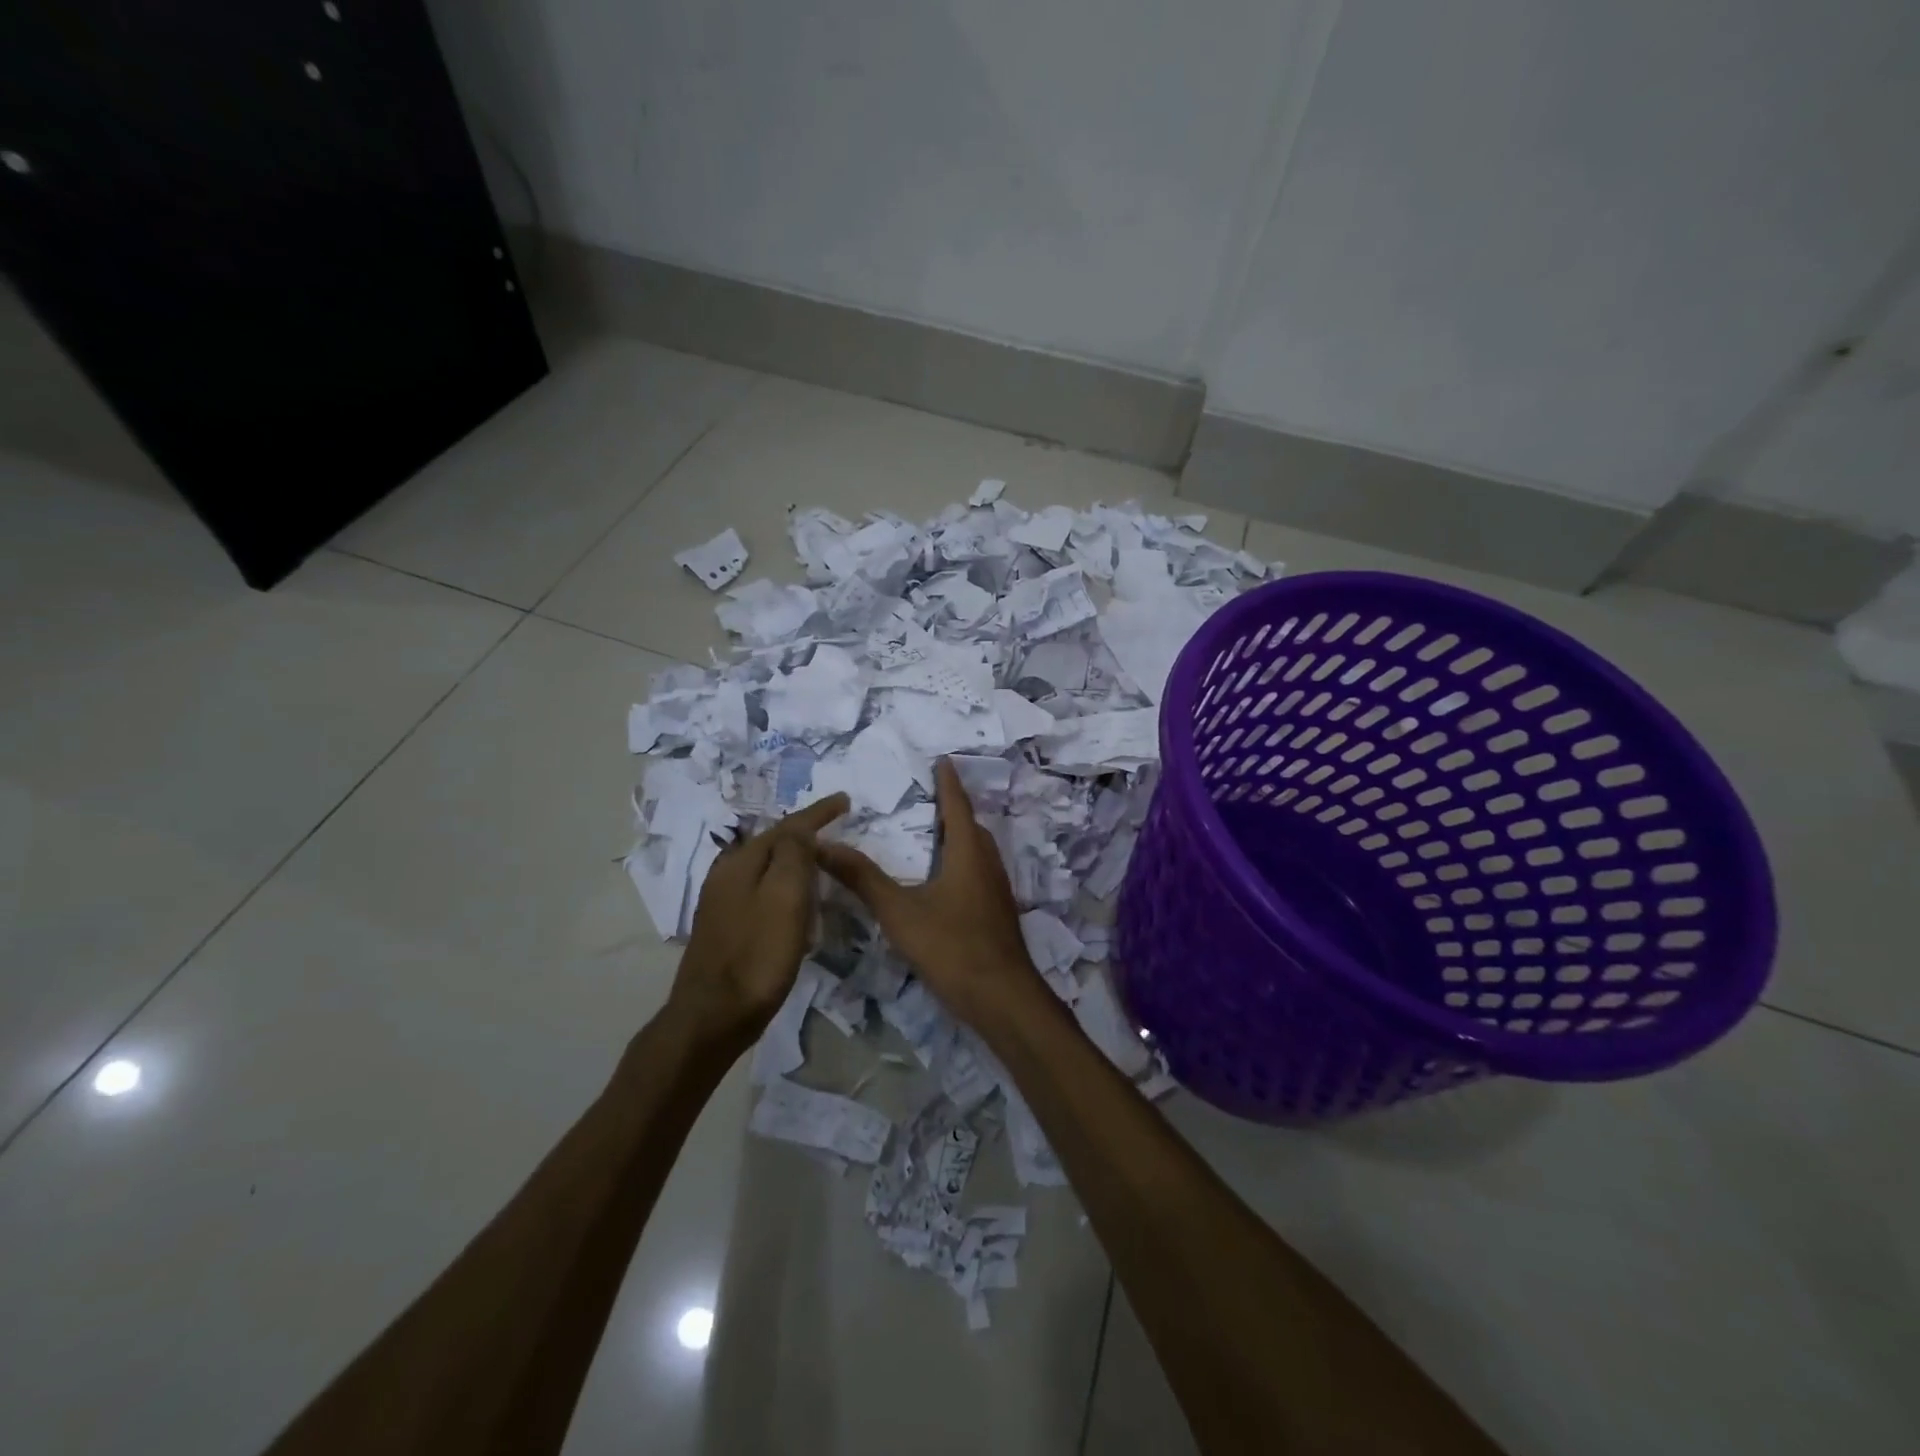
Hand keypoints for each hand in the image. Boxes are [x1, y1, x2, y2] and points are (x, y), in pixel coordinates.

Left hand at [668, 794, 848, 1054]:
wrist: (713, 1016)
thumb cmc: (757, 954)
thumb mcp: (784, 897)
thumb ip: (793, 854)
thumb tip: (799, 829)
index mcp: (741, 862)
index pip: (787, 826)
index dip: (818, 813)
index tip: (845, 800)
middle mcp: (726, 874)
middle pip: (772, 842)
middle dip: (803, 832)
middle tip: (834, 826)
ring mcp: (722, 902)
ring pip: (765, 866)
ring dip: (793, 858)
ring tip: (819, 857)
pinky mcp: (725, 927)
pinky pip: (761, 889)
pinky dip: (783, 884)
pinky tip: (793, 899)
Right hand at [818, 759, 1045, 1030]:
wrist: (1003, 999)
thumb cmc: (952, 947)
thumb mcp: (900, 912)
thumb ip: (862, 878)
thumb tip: (823, 844)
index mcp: (968, 852)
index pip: (957, 805)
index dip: (948, 782)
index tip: (942, 760)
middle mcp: (988, 863)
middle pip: (971, 826)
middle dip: (952, 808)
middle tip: (929, 796)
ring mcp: (998, 890)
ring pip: (978, 851)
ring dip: (959, 836)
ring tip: (934, 833)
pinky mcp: (998, 913)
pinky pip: (979, 872)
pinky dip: (962, 862)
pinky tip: (945, 882)